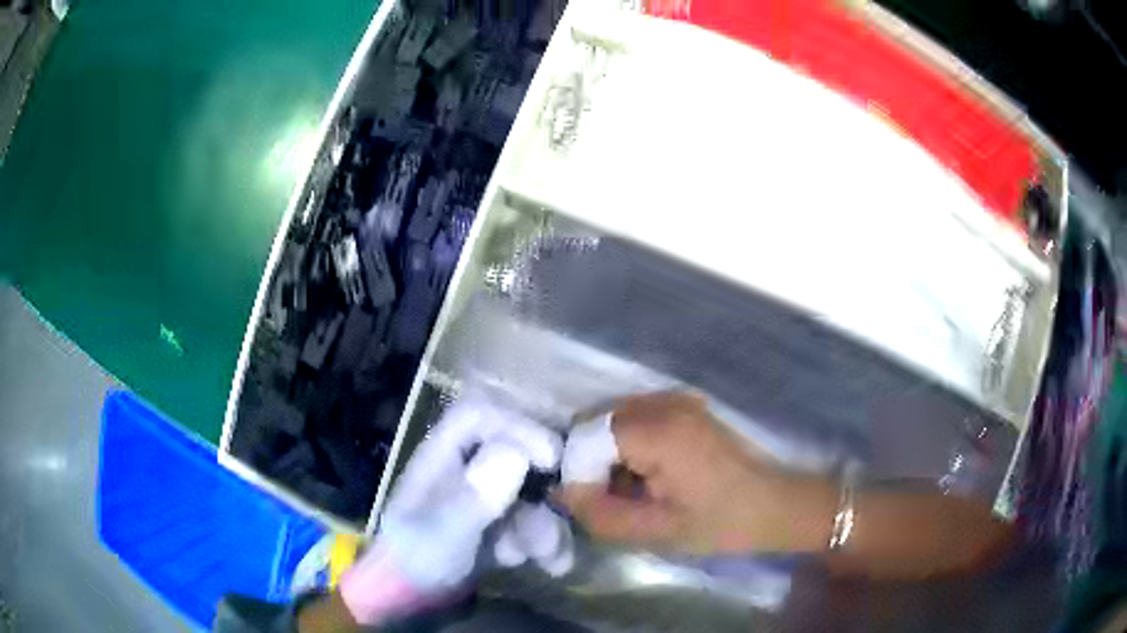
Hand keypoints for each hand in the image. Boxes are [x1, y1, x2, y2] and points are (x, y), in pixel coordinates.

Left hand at [340, 394, 561, 624]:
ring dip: (547, 525)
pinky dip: (545, 543)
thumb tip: (517, 455)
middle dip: (543, 490)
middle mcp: (465, 469)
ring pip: (529, 495)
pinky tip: (550, 564)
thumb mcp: (444, 531)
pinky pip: (531, 523)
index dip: (518, 428)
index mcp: (441, 456)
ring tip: (551, 556)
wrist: (409, 602)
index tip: (551, 458)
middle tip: (565, 509)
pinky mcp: (496, 526)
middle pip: (516, 452)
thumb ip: (475, 495)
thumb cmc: (417, 560)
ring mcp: (481, 498)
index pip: (480, 416)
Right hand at [558, 392, 834, 555]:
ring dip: (610, 454)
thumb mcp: (656, 531)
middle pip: (597, 422)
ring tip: (633, 490)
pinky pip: (636, 418)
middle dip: (592, 461)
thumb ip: (601, 513)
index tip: (594, 504)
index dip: (580, 472)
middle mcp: (664, 401)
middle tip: (612, 499)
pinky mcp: (686, 405)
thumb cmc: (721, 522)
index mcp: (658, 430)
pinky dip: (629, 445)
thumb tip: (562, 491)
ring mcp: (677, 398)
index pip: (586, 436)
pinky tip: (649, 475)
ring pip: (614, 419)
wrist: (776, 505)